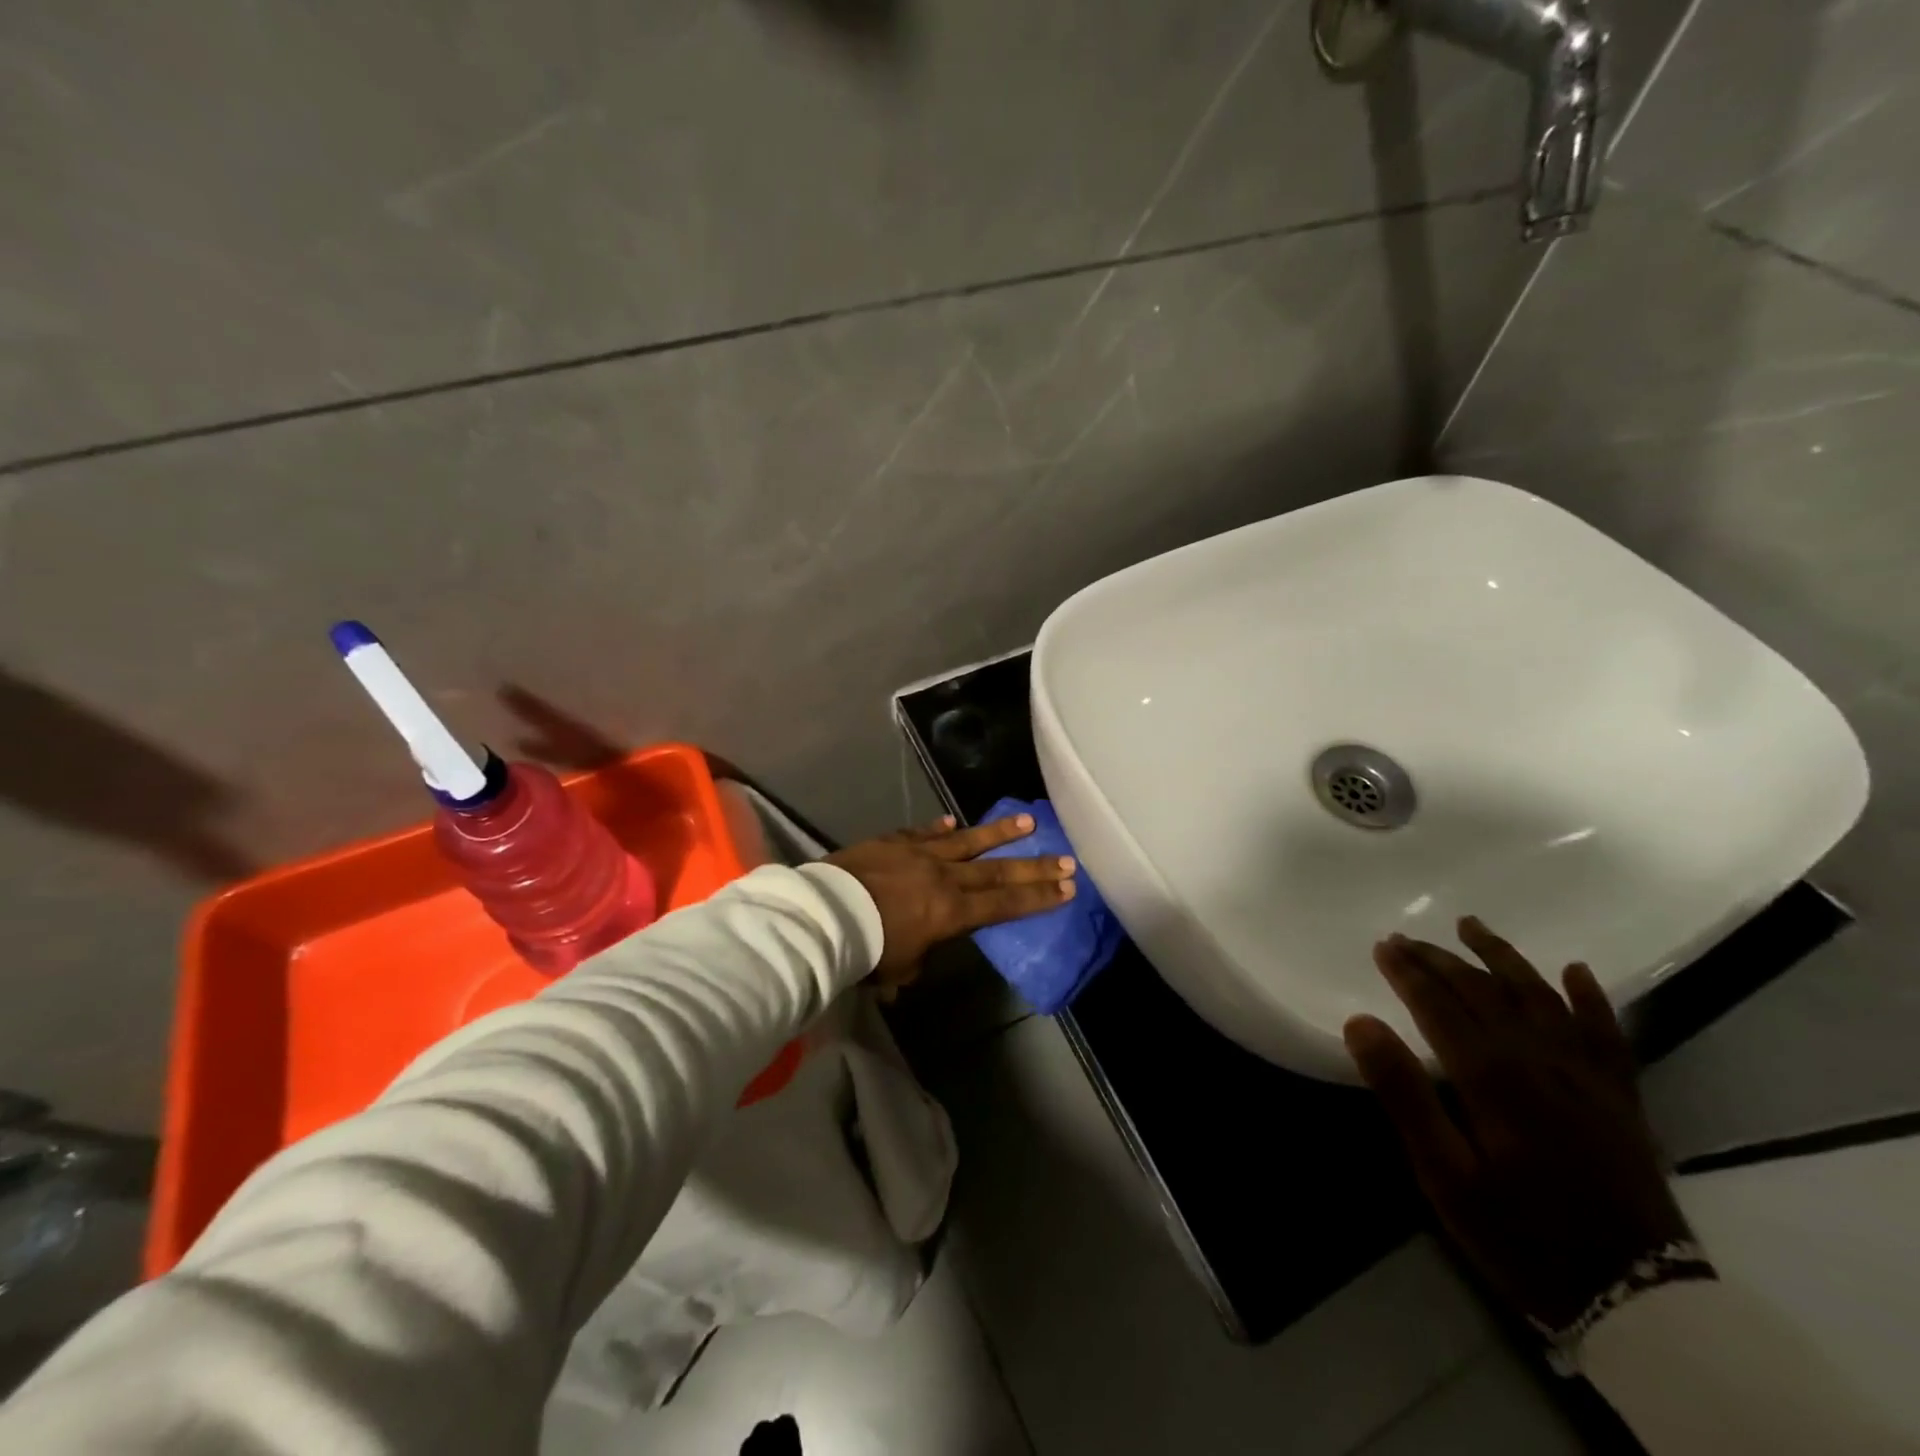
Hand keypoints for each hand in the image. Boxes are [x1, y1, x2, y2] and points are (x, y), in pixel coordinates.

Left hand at [826, 815, 1075, 982]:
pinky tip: (952, 820)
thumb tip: (917, 955)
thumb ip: (918, 959)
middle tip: (1066, 858)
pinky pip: (923, 832)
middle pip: (997, 870)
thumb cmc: (867, 949)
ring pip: (968, 840)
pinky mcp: (895, 841)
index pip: (1004, 904)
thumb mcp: (900, 968)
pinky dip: (939, 827)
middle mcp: (945, 877)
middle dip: (1034, 867)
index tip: (1067, 888)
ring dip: (999, 832)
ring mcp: (920, 854)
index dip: (1038, 898)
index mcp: (952, 912)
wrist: (826, 914)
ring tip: (1027, 822)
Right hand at [1345, 917, 1691, 1328]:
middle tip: (1406, 937)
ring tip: (1472, 926)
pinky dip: (1590, 998)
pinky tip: (1574, 970)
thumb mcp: (1444, 1175)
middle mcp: (1541, 1061)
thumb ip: (1403, 1093)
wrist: (1639, 1300)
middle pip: (1484, 992)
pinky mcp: (1620, 1098)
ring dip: (1503, 958)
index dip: (1408, 972)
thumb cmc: (1522, 1234)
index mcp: (1494, 1077)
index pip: (1441, 1005)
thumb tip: (1360, 1021)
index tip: (1383, 946)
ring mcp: (1588, 1076)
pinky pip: (1607, 1034)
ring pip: (1540, 997)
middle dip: (1441, 959)